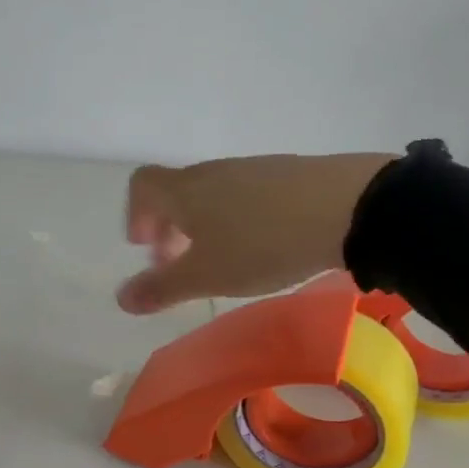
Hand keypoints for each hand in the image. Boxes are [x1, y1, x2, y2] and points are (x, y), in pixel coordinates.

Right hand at [117, 153, 394, 312]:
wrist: (347, 208)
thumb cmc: (262, 243)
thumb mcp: (207, 276)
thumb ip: (162, 287)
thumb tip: (121, 298)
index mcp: (185, 191)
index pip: (142, 185)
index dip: (136, 215)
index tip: (148, 249)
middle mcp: (213, 172)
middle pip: (177, 191)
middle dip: (170, 228)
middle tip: (181, 264)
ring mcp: (253, 169)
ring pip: (213, 194)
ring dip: (205, 225)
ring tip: (225, 261)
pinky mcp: (287, 174)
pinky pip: (246, 195)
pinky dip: (238, 219)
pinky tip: (264, 246)